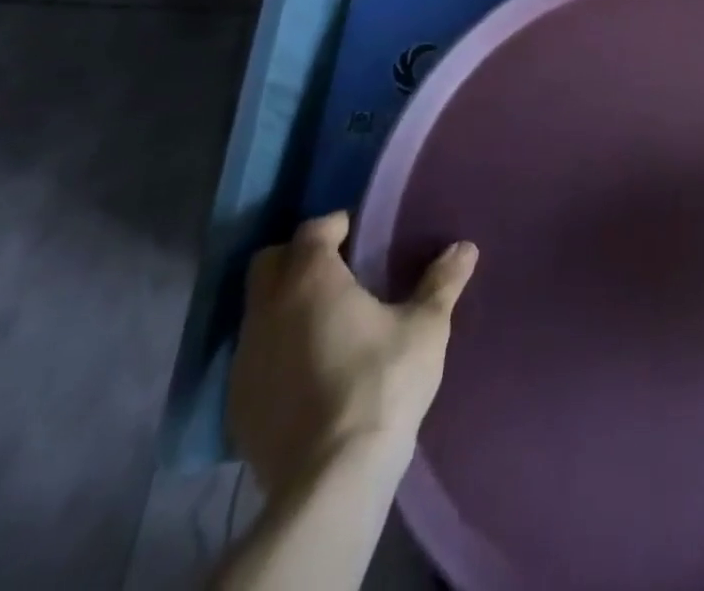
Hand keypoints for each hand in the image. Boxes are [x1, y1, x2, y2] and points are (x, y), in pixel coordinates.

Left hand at [227, 211, 478, 493]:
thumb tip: (466, 247)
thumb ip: (443, 281)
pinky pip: (254, 356)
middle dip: (299, 257)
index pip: (313, 229)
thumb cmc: (383, 382)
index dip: (337, 225)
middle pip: (269, 263)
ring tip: (328, 320)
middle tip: (340, 269)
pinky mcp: (238, 404)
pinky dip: (277, 348)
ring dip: (286, 304)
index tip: (363, 234)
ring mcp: (245, 360)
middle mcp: (268, 311)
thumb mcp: (426, 326)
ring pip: (258, 311)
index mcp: (311, 281)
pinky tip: (310, 368)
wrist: (332, 478)